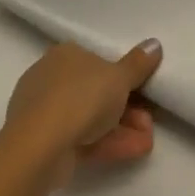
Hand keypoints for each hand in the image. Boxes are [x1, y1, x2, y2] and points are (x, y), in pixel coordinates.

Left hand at [2, 39, 162, 188]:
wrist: (39, 146)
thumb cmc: (82, 97)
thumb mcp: (120, 77)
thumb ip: (139, 63)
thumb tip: (154, 44)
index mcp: (66, 54)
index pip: (97, 60)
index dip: (123, 77)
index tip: (143, 91)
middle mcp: (51, 78)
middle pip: (96, 92)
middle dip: (127, 109)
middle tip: (148, 122)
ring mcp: (44, 112)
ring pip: (89, 118)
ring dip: (122, 129)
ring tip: (147, 142)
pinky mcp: (42, 142)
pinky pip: (80, 138)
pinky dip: (106, 142)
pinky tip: (133, 151)